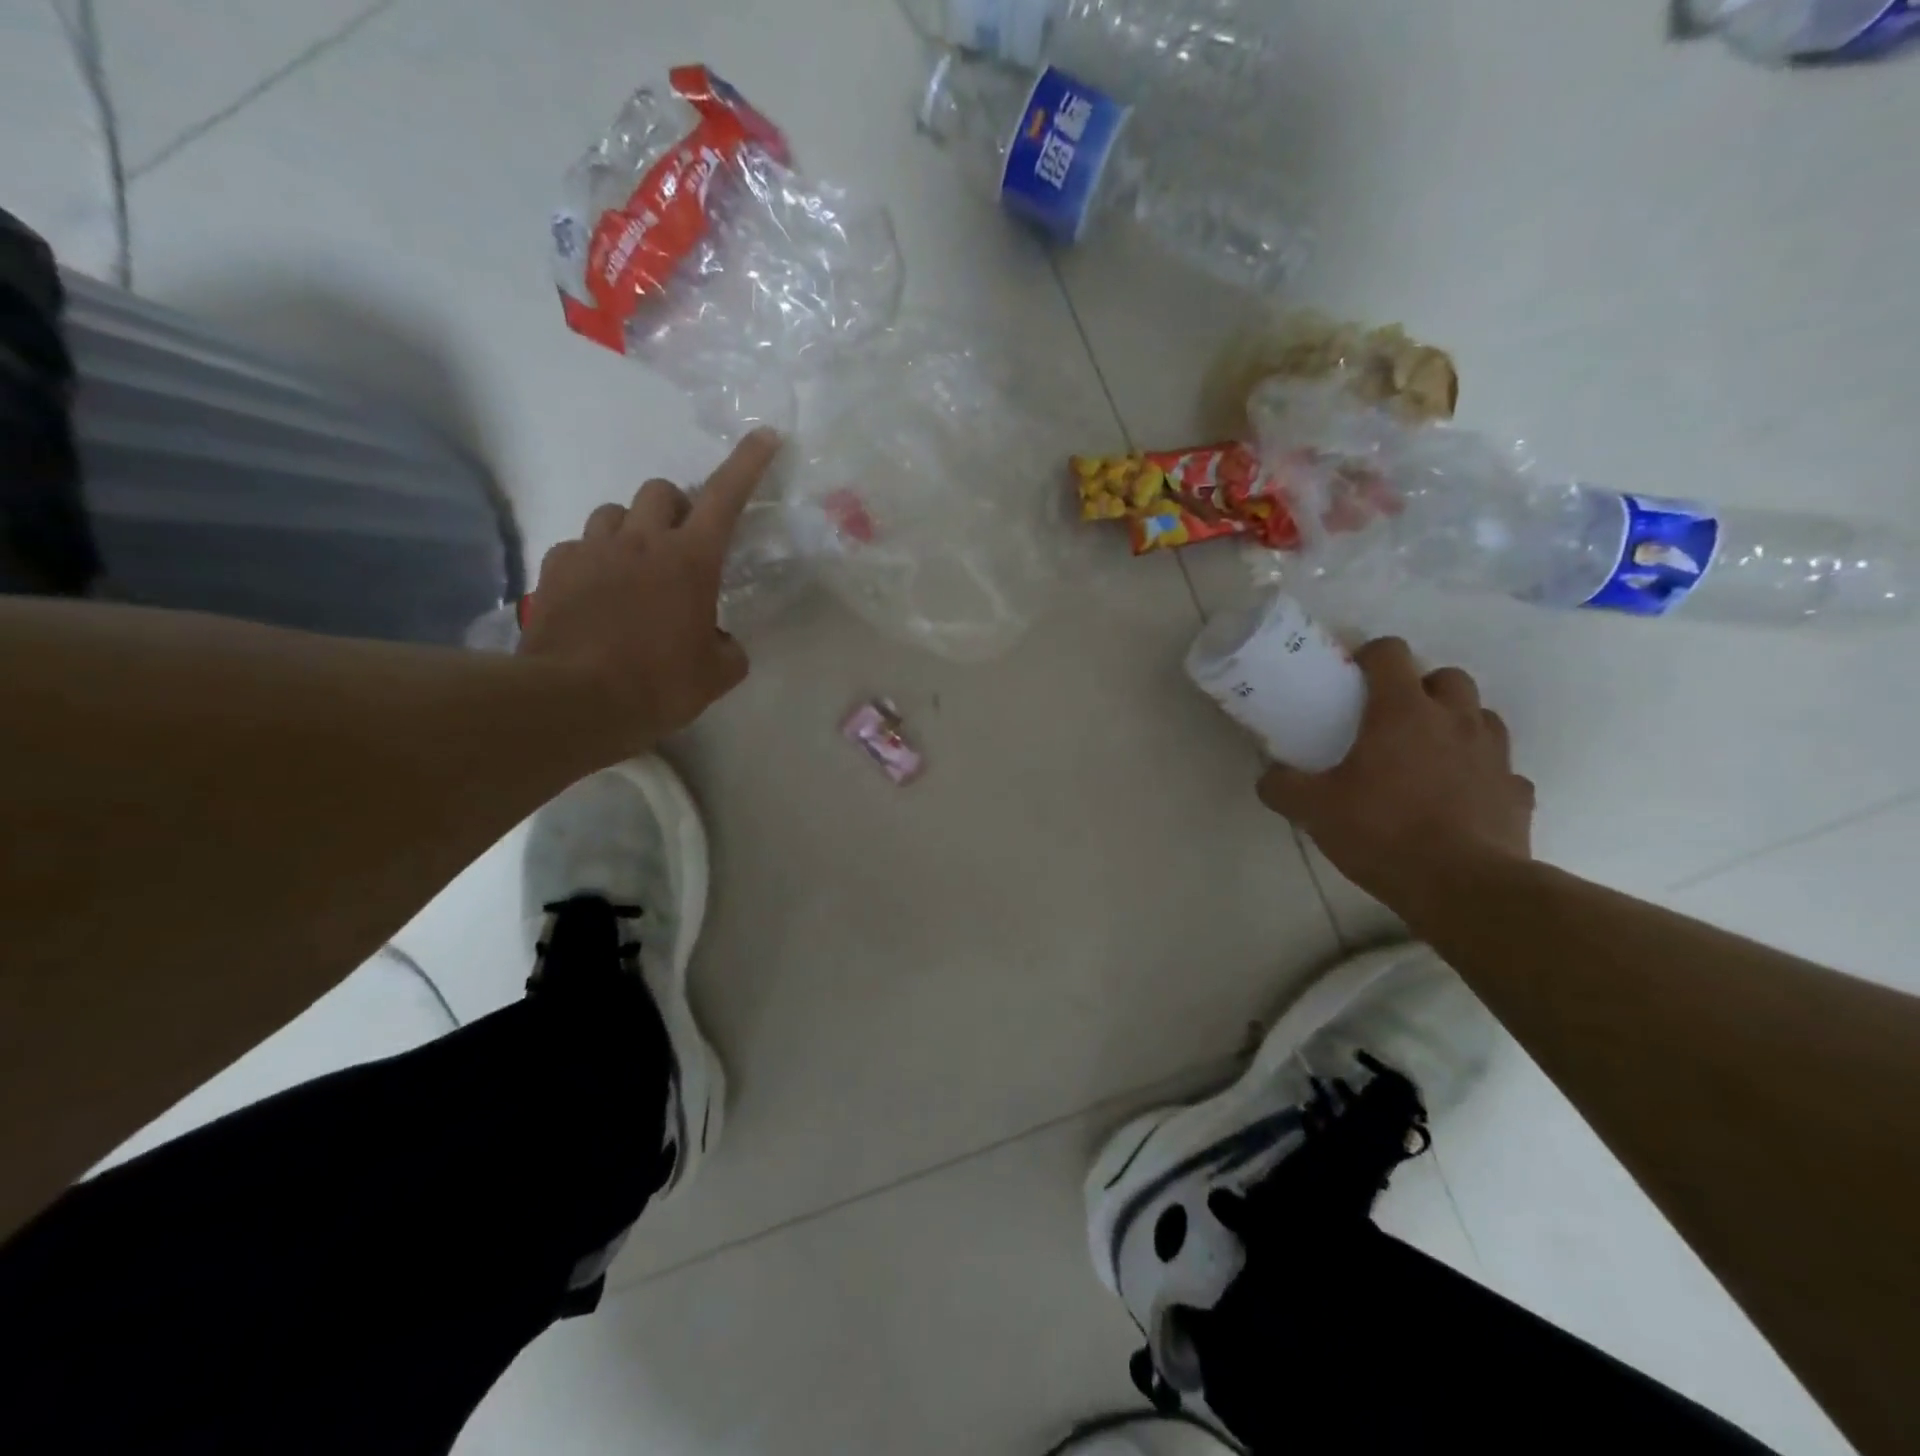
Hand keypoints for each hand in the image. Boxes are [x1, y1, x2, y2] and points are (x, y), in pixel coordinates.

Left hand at [517, 428, 780, 752]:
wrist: (575, 701)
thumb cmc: (659, 684)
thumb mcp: (716, 675)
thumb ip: (728, 648)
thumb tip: (720, 642)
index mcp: (691, 560)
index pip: (726, 496)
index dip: (748, 462)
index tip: (765, 435)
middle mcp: (642, 541)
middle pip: (661, 491)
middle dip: (677, 508)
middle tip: (681, 546)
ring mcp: (593, 550)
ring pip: (615, 512)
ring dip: (632, 530)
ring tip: (634, 569)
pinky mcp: (556, 568)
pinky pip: (580, 545)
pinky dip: (594, 559)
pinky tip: (596, 593)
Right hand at [1256, 637, 1534, 911]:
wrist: (1462, 887)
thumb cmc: (1382, 832)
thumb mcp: (1313, 810)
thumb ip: (1283, 787)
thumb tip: (1268, 777)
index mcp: (1403, 712)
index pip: (1391, 654)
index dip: (1371, 655)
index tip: (1354, 675)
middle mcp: (1455, 720)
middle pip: (1447, 676)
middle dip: (1422, 687)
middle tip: (1394, 718)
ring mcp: (1494, 755)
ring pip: (1481, 716)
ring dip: (1457, 724)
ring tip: (1429, 755)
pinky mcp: (1517, 791)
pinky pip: (1501, 769)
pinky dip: (1481, 773)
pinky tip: (1460, 797)